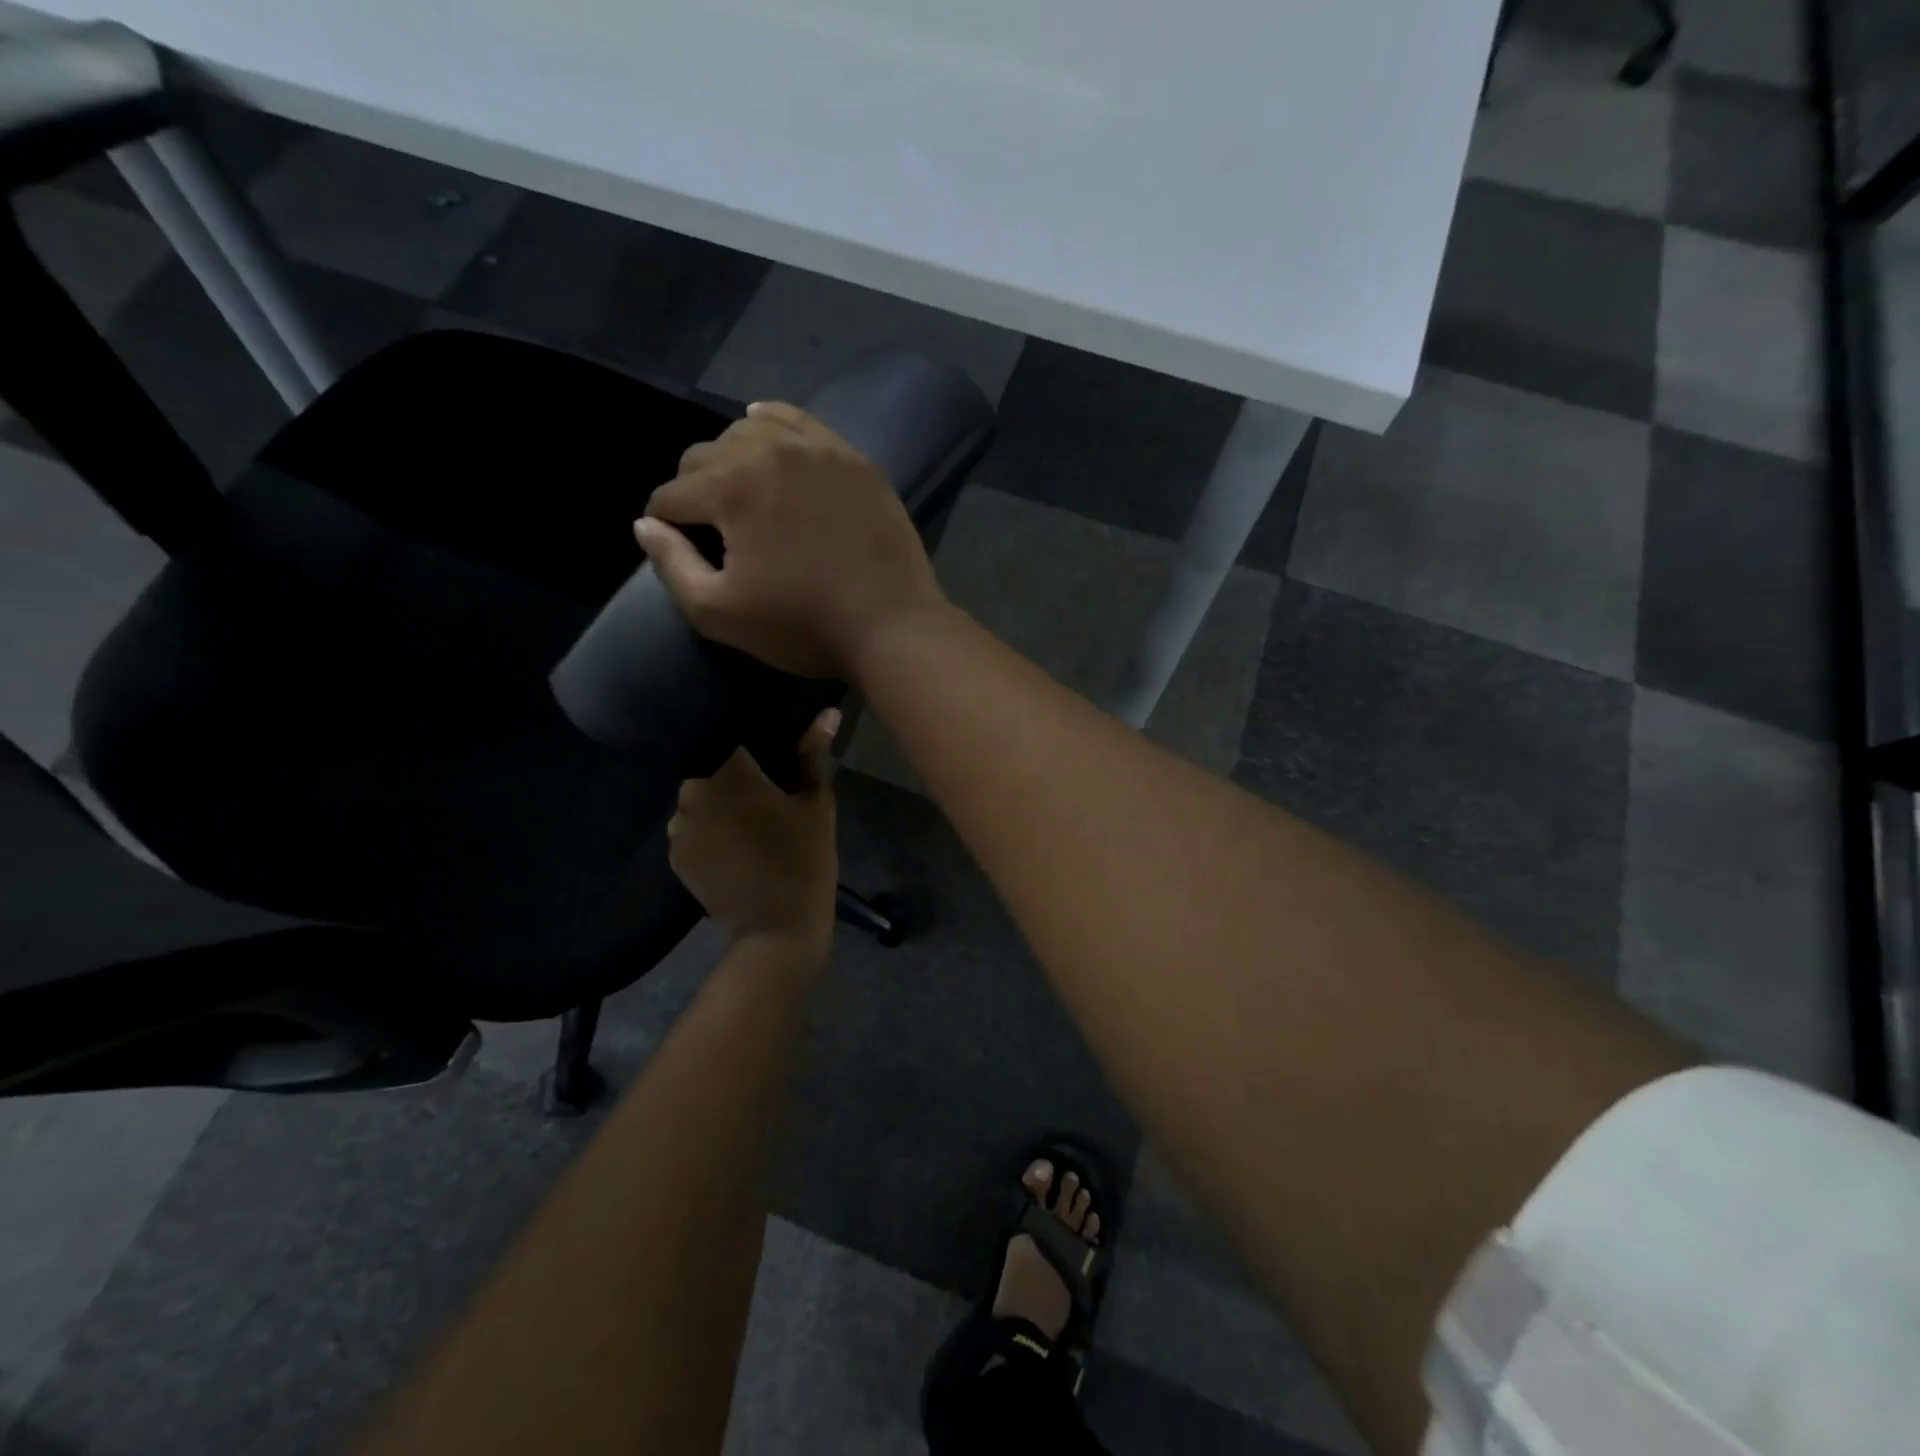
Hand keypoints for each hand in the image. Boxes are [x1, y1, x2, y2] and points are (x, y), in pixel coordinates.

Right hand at [635, 402, 946, 680]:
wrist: (891, 625)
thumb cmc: (803, 627)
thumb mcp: (721, 613)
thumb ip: (672, 566)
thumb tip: (646, 525)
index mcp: (730, 488)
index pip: (671, 494)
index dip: (665, 524)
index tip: (679, 548)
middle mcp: (768, 451)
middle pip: (705, 456)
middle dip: (694, 489)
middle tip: (711, 528)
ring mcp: (816, 448)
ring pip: (749, 431)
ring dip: (731, 457)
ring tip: (740, 491)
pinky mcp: (852, 458)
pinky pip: (799, 422)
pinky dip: (774, 427)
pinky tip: (767, 435)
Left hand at [668, 708, 839, 950]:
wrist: (777, 929)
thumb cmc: (804, 859)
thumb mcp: (817, 803)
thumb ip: (814, 753)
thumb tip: (828, 712)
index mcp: (728, 771)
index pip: (728, 734)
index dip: (748, 736)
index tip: (768, 745)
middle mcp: (692, 792)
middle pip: (711, 765)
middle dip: (734, 769)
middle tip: (766, 782)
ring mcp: (678, 827)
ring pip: (699, 797)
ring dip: (719, 800)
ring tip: (750, 814)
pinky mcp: (675, 856)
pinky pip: (692, 827)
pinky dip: (710, 827)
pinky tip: (736, 842)